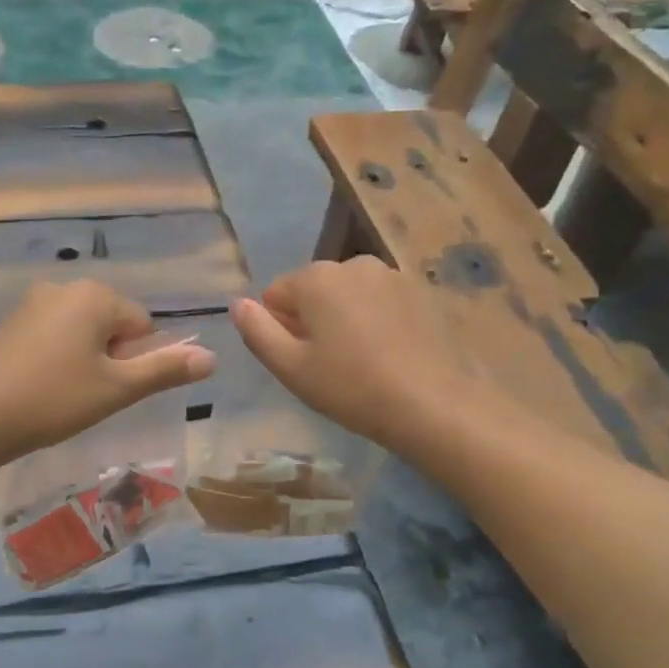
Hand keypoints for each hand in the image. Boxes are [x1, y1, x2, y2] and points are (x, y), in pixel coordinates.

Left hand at [0, 280, 215, 463]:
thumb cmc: (54, 398)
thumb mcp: (117, 388)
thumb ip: (166, 369)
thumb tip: (212, 357)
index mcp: (96, 295)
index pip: (143, 324)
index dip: (136, 360)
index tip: (112, 388)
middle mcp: (65, 287)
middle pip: (112, 324)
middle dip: (111, 357)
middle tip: (90, 395)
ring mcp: (33, 303)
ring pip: (82, 331)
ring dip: (85, 359)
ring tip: (65, 395)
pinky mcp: (11, 322)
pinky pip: (53, 335)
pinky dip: (57, 358)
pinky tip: (42, 388)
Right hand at [229, 257, 481, 456]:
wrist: (431, 404)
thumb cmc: (351, 387)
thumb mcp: (290, 367)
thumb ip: (256, 331)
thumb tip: (237, 303)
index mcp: (317, 277)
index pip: (276, 294)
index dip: (280, 329)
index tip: (301, 360)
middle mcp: (353, 263)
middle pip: (314, 290)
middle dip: (313, 320)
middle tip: (329, 364)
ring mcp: (391, 274)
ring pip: (348, 295)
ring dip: (344, 318)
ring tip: (361, 360)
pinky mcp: (420, 291)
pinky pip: (379, 301)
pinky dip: (375, 320)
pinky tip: (388, 353)